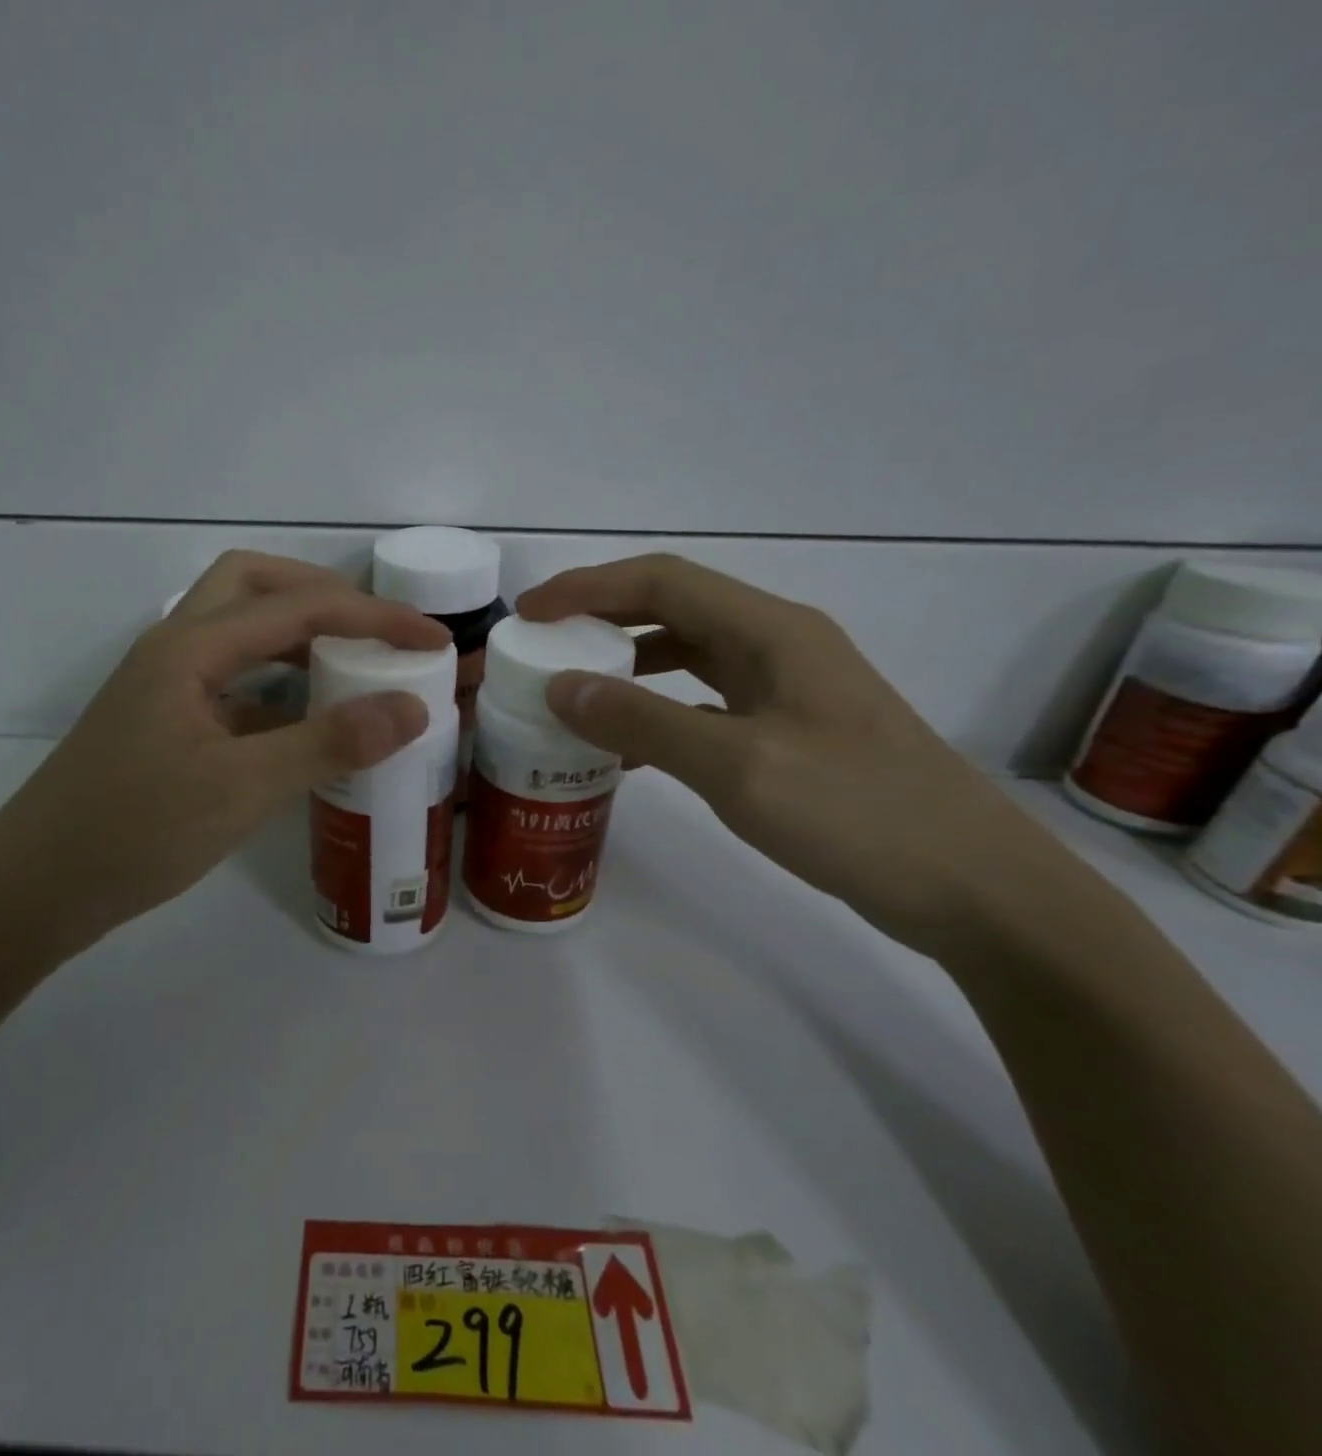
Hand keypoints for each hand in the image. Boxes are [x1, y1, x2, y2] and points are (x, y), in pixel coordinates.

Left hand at [0, 552, 448, 959]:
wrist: (38, 889)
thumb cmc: (133, 831)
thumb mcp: (241, 787)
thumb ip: (328, 743)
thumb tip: (412, 708)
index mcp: (190, 647)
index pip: (298, 606)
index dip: (373, 616)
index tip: (433, 639)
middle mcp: (176, 649)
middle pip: (254, 586)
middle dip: (323, 595)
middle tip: (375, 630)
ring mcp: (167, 688)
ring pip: (241, 633)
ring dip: (298, 636)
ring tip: (354, 666)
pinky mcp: (168, 724)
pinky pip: (234, 683)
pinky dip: (279, 687)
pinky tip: (307, 725)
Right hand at [517, 554, 1072, 955]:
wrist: (974, 887)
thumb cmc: (858, 813)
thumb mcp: (737, 764)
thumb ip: (643, 720)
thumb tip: (560, 686)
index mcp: (772, 632)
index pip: (662, 581)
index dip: (588, 588)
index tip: (529, 614)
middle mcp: (779, 646)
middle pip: (673, 611)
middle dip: (601, 623)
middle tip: (542, 651)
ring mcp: (788, 690)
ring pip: (688, 657)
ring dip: (628, 668)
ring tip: (574, 696)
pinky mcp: (790, 732)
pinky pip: (705, 703)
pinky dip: (658, 713)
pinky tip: (630, 750)